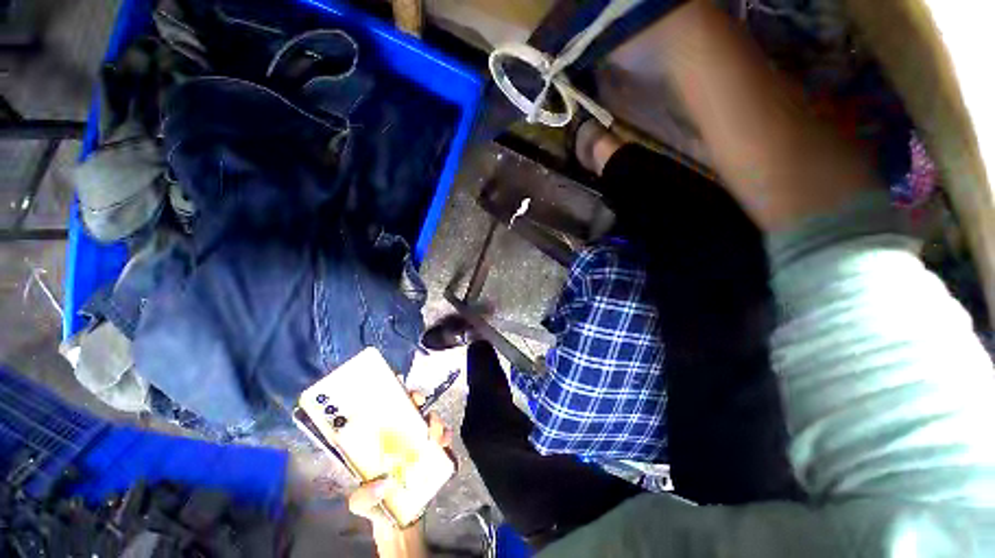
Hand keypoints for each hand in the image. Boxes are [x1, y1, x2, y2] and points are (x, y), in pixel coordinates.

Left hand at [347, 392, 451, 556]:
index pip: (385, 408)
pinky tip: (443, 444)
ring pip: (430, 418)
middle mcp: (402, 434)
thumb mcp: (360, 503)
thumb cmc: (377, 504)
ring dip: (434, 420)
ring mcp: (420, 441)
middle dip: (416, 397)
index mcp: (381, 440)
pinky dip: (446, 436)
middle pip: (411, 406)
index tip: (395, 381)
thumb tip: (383, 484)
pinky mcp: (434, 451)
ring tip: (433, 434)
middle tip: (417, 401)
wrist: (402, 518)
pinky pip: (444, 437)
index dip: (391, 391)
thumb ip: (363, 497)